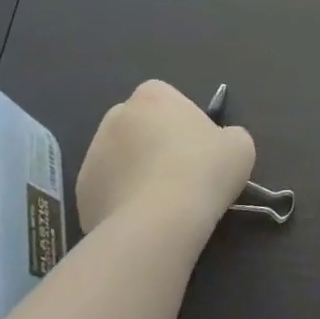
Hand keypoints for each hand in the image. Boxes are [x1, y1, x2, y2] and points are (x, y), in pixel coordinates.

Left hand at [75, 80, 254, 236]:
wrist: (160, 221)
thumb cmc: (204, 170)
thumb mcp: (239, 145)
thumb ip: (228, 135)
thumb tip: (219, 144)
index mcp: (152, 96)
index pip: (164, 96)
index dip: (181, 118)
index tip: (197, 144)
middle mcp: (115, 118)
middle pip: (137, 125)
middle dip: (152, 142)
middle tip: (180, 171)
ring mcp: (92, 156)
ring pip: (119, 159)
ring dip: (136, 172)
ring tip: (163, 201)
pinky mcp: (80, 194)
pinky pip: (107, 190)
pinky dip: (122, 201)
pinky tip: (144, 218)